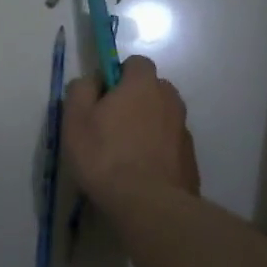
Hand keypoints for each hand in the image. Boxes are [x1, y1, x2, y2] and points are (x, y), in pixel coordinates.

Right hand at [63, 55, 199, 208]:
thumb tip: (93, 80)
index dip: (118, 75)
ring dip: (147, 126)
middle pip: (152, 89)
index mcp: (143, 85)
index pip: (136, 63)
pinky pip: (169, 144)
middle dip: (134, 100)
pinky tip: (141, 172)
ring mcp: (184, 130)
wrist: (148, 204)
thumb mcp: (75, 119)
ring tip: (125, 153)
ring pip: (162, 117)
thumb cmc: (105, 156)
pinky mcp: (190, 158)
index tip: (102, 97)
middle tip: (111, 125)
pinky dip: (158, 150)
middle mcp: (169, 100)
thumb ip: (81, 89)